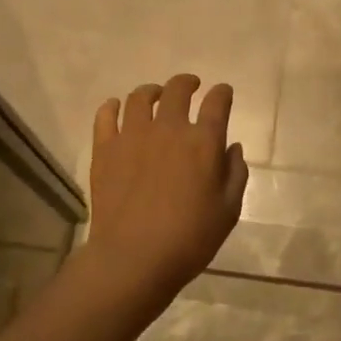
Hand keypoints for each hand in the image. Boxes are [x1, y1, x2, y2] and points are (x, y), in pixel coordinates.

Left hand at [87, 74, 248, 297]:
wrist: (134, 257)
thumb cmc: (191, 238)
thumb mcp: (229, 210)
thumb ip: (235, 173)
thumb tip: (232, 148)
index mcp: (203, 142)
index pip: (217, 103)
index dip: (222, 93)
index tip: (223, 93)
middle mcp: (168, 128)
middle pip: (177, 90)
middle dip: (187, 83)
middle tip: (191, 86)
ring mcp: (132, 135)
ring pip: (139, 97)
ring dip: (152, 91)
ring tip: (155, 96)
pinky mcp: (105, 149)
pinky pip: (106, 115)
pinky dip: (112, 107)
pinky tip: (116, 109)